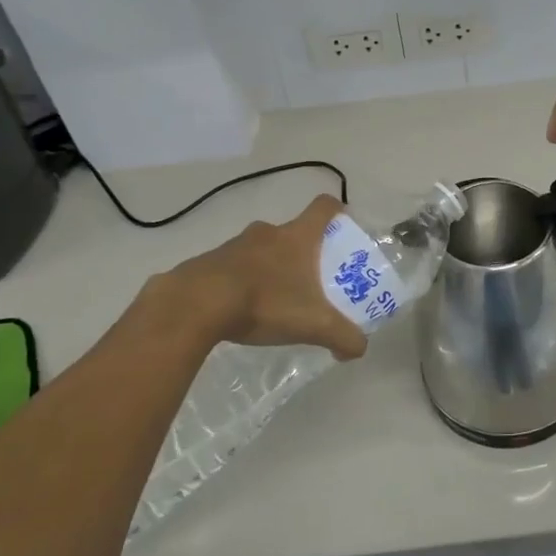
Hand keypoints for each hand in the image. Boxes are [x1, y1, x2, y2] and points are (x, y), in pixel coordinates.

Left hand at [156, 196, 368, 360]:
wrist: (195, 305)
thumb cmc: (264, 302)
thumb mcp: (312, 324)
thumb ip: (342, 336)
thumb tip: (359, 348)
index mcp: (297, 237)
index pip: (324, 207)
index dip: (337, 211)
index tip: (343, 226)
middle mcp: (268, 232)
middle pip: (293, 231)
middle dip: (304, 252)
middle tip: (312, 278)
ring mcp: (235, 244)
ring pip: (262, 249)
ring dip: (270, 267)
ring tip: (275, 299)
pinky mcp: (208, 261)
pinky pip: (234, 265)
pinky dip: (242, 281)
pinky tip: (241, 309)